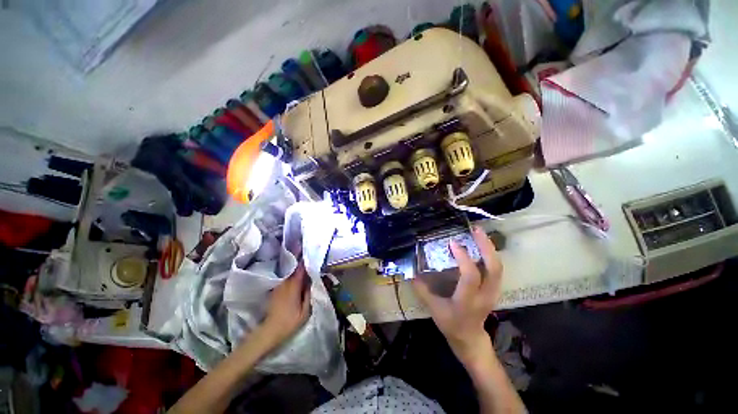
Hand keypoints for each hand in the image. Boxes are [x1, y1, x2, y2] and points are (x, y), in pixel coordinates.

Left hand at [261, 261, 311, 348]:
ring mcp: (279, 286)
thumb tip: (311, 281)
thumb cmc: (290, 322)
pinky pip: (285, 278)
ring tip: (302, 262)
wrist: (270, 331)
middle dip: (300, 261)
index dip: (305, 260)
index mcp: (293, 286)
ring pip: (289, 272)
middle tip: (307, 254)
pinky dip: (290, 274)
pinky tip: (295, 274)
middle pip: (294, 268)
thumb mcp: (305, 311)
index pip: (300, 269)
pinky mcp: (275, 290)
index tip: (310, 252)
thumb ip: (309, 294)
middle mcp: (285, 283)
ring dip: (295, 267)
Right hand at [412, 226, 502, 364]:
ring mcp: (493, 292)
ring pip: (498, 267)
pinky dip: (489, 253)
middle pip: (493, 269)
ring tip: (478, 232)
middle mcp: (484, 295)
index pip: (471, 277)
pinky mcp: (494, 289)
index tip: (452, 243)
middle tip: (475, 230)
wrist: (470, 338)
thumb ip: (422, 289)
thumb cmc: (450, 324)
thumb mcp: (433, 309)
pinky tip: (480, 244)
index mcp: (467, 301)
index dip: (463, 258)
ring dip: (489, 247)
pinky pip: (496, 268)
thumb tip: (411, 271)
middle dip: (485, 246)